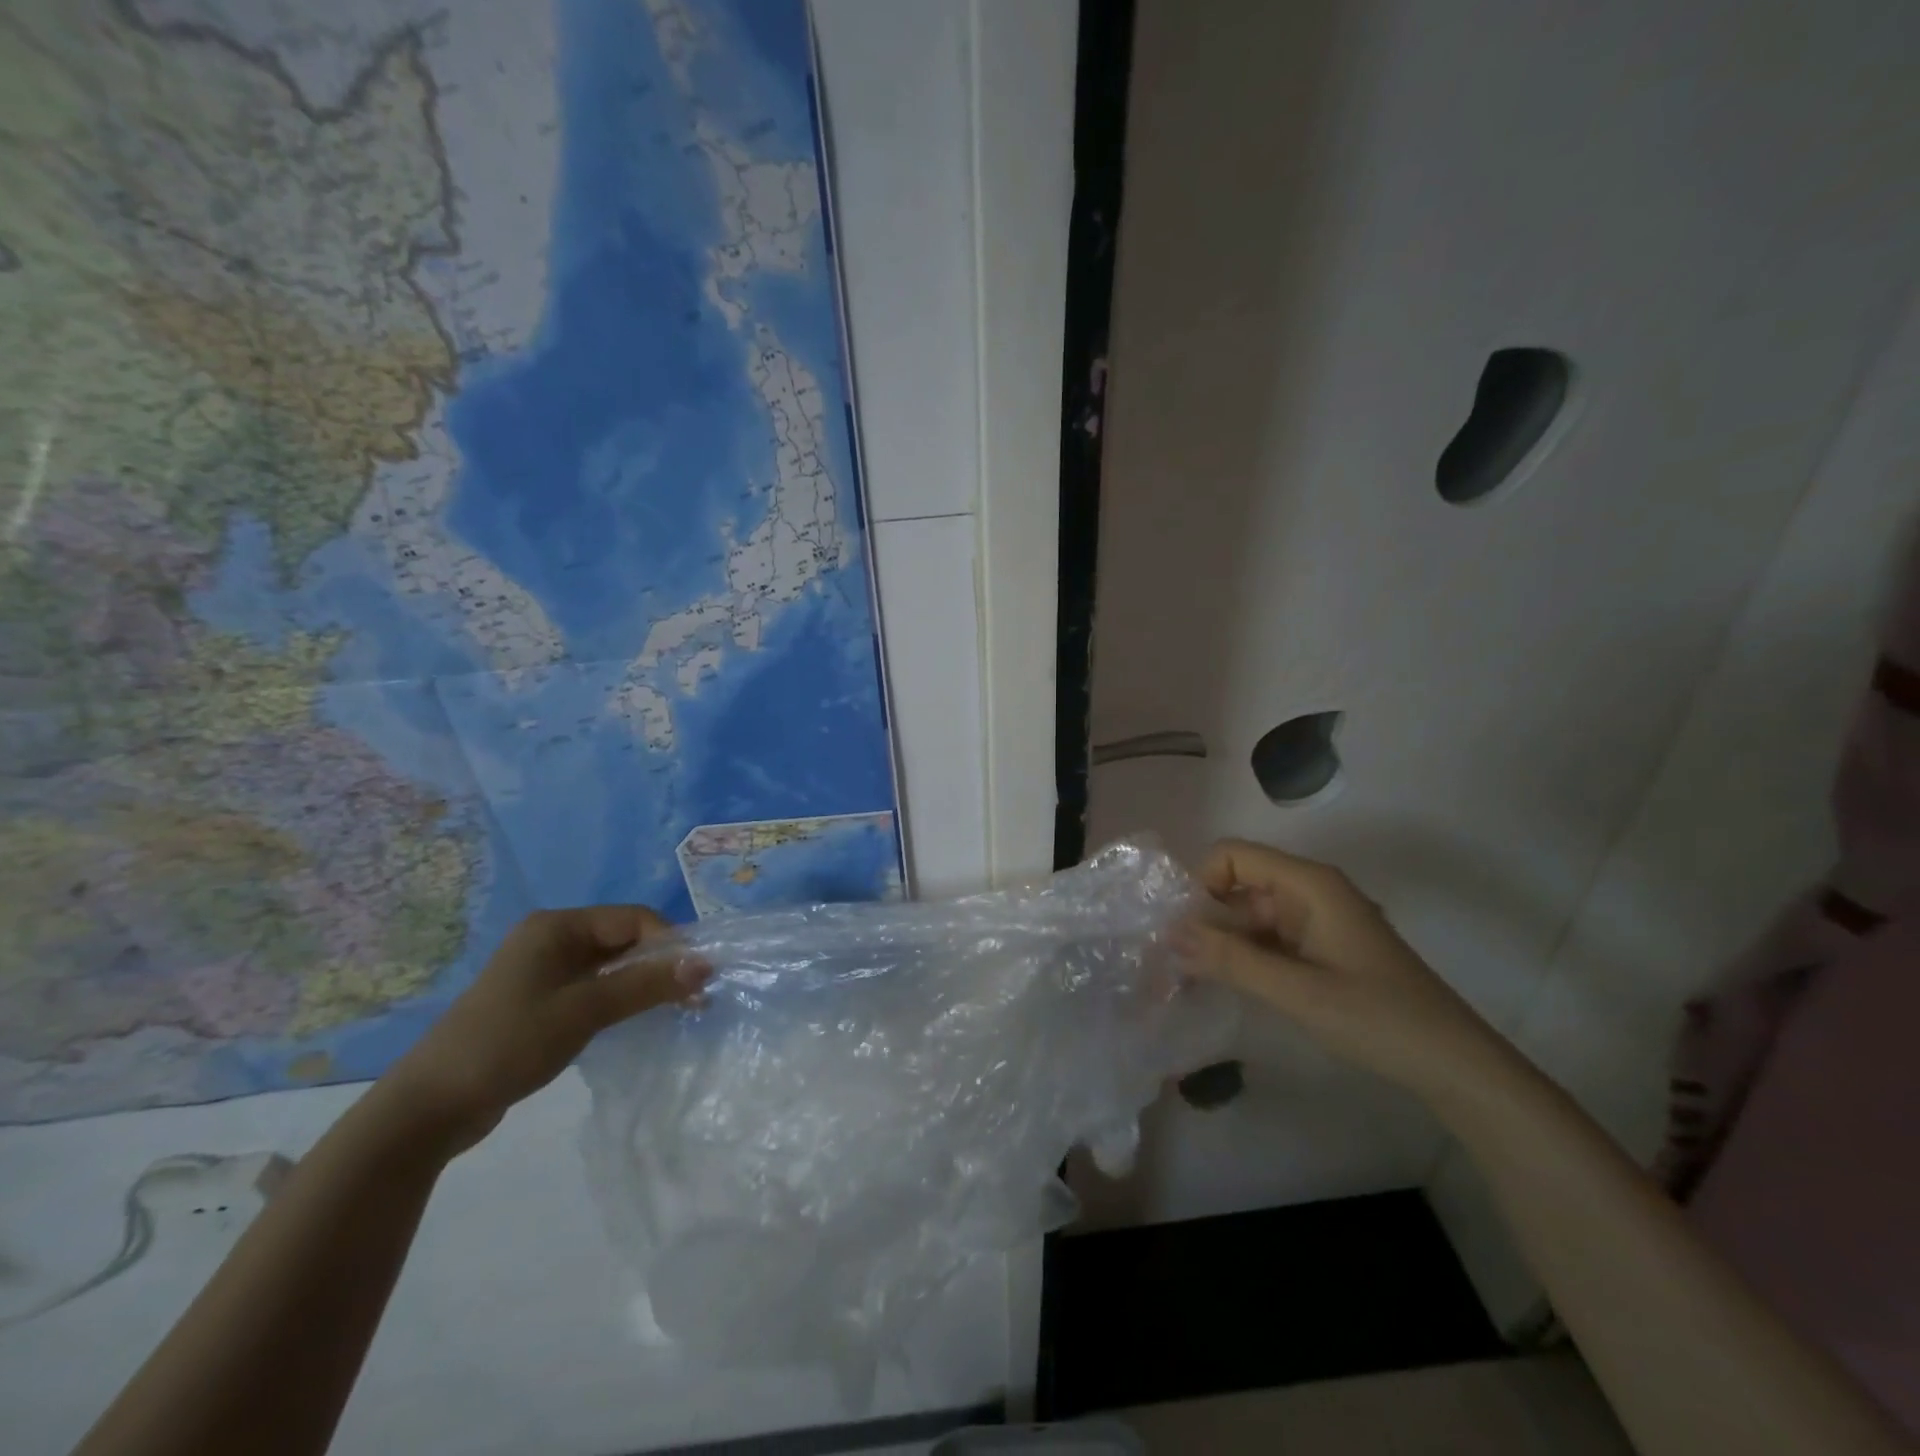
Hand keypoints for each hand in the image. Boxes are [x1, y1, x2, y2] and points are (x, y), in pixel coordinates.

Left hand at [385, 906, 707, 1152]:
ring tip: (676, 1009)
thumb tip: (706, 964)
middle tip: (694, 997)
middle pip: (624, 939)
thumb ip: (646, 984)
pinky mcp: (540, 1001)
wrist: (429, 1108)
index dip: (670, 943)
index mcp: (557, 926)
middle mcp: (552, 938)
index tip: (698, 978)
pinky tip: (638, 1019)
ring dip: (644, 983)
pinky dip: (620, 999)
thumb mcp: (584, 1010)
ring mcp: (544, 971)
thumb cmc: (509, 1044)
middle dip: (660, 964)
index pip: (633, 919)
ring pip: (611, 966)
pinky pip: (594, 987)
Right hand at [1175, 839, 1522, 1106]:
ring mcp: (1315, 920)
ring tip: (1191, 980)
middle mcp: (1309, 891)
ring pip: (1249, 915)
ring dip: (1221, 942)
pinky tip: (1227, 986)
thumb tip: (1170, 932)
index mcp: (1309, 884)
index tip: (1186, 931)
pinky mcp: (1319, 947)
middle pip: (1237, 885)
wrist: (1454, 1066)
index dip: (1202, 884)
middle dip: (1205, 918)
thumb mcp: (1296, 991)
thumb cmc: (1378, 1019)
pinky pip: (1268, 939)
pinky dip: (1244, 957)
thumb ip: (1230, 959)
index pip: (1232, 855)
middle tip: (1174, 965)